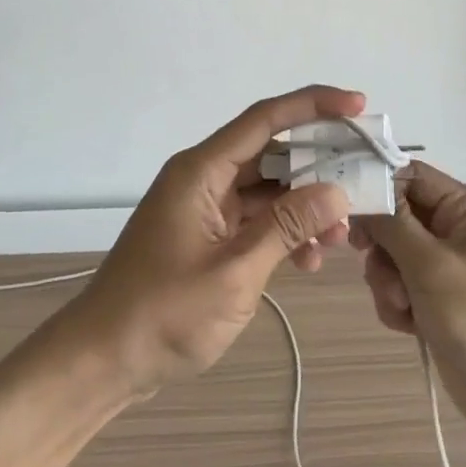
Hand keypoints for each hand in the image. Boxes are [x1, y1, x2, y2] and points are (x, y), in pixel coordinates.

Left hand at [64, 86, 362, 399]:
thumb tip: (336, 191)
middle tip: (363, 180)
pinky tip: (309, 261)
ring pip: (268, 190)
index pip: (265, 120)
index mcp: (202, 171)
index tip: (358, 106)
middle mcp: (204, 178)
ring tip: (340, 237)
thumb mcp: (234, 271)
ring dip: (306, 207)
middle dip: (319, 166)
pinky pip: (256, 220)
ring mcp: (205, 208)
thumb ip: (287, 227)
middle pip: (272, 154)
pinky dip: (285, 233)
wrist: (103, 361)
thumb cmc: (163, 314)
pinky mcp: (208, 236)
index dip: (314, 105)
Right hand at [353, 162, 465, 444]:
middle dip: (383, 246)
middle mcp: (459, 231)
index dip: (378, 187)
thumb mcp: (430, 263)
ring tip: (401, 306)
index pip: (412, 176)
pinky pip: (402, 286)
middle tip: (372, 263)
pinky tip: (407, 325)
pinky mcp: (440, 301)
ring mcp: (450, 268)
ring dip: (387, 280)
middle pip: (398, 216)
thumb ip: (391, 223)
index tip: (347, 211)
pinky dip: (397, 303)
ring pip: (395, 255)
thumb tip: (362, 194)